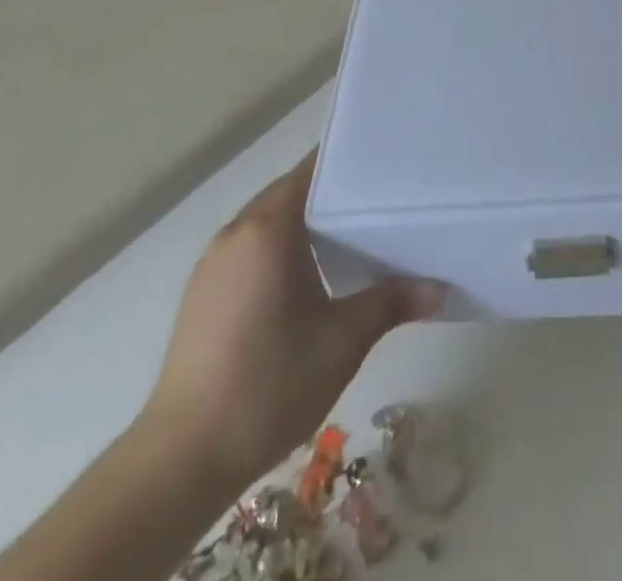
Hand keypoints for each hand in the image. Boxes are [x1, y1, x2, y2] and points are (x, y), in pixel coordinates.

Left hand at [141, 151, 444, 490]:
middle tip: (377, 204)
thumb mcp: (341, 343)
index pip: (311, 171)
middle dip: (330, 196)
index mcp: (268, 228)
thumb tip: (439, 288)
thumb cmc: (269, 385)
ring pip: (267, 222)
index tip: (382, 166)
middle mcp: (236, 231)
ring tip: (349, 239)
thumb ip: (390, 303)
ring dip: (303, 224)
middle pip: (290, 192)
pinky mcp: (202, 290)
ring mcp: (213, 261)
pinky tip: (305, 280)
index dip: (347, 165)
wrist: (182, 456)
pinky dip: (279, 249)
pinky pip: (249, 248)